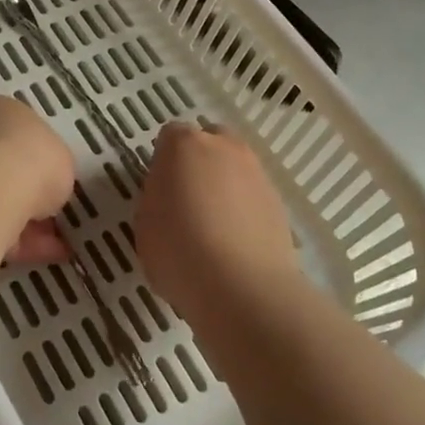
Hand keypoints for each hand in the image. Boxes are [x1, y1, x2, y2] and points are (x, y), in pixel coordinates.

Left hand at [0, 96, 73, 263]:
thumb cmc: (31, 157)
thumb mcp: (60, 157)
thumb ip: (53, 169)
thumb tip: (45, 188)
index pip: (14, 134)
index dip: (37, 160)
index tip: (55, 184)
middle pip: (1, 170)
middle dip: (28, 196)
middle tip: (54, 218)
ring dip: (26, 223)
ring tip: (58, 246)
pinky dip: (19, 244)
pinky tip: (46, 255)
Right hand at [133, 121, 300, 316]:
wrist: (243, 287)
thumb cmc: (179, 251)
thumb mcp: (145, 222)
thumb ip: (157, 196)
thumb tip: (171, 195)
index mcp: (184, 145)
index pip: (170, 136)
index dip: (163, 160)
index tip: (160, 188)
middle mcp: (224, 147)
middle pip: (209, 141)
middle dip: (199, 162)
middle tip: (187, 199)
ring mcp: (256, 172)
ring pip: (235, 167)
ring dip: (224, 185)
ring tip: (214, 226)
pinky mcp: (278, 201)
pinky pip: (253, 195)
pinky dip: (244, 209)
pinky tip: (236, 241)